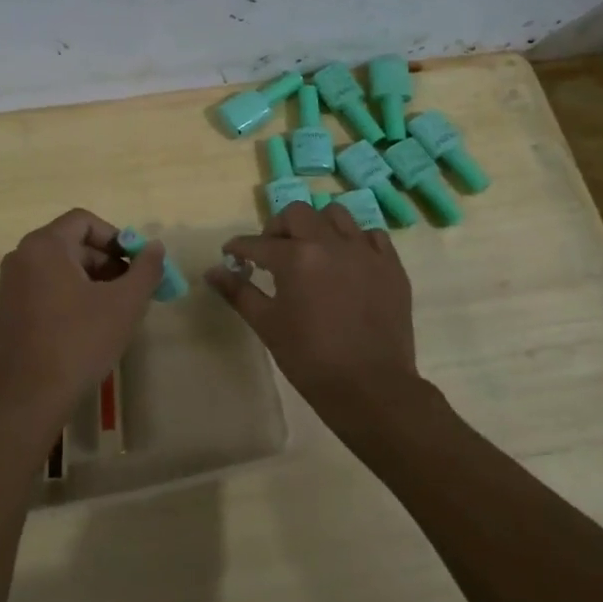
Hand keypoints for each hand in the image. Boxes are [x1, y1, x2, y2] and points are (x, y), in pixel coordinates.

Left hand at [0, 208, 163, 446]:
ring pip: (59, 269)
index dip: (116, 237)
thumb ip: (145, 270)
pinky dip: (69, 297)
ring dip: (91, 281)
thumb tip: (156, 246)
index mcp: (44, 246)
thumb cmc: (78, 342)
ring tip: (114, 311)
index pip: (84, 221)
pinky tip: (87, 327)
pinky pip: (44, 288)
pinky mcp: (7, 310)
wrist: (27, 395)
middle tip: (131, 291)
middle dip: (106, 262)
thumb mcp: (123, 304)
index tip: (135, 264)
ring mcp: (10, 284)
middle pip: (71, 244)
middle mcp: (21, 257)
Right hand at [204, 202, 429, 435]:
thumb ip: (238, 292)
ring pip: (336, 215)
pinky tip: (346, 262)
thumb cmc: (309, 358)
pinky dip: (354, 241)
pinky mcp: (391, 266)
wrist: (370, 388)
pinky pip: (371, 236)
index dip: (239, 248)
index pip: (257, 243)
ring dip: (317, 226)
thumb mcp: (267, 324)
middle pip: (297, 213)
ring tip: (312, 250)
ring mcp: (365, 252)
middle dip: (278, 228)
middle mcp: (330, 244)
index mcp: (295, 258)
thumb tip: (212, 271)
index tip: (232, 255)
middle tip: (272, 252)